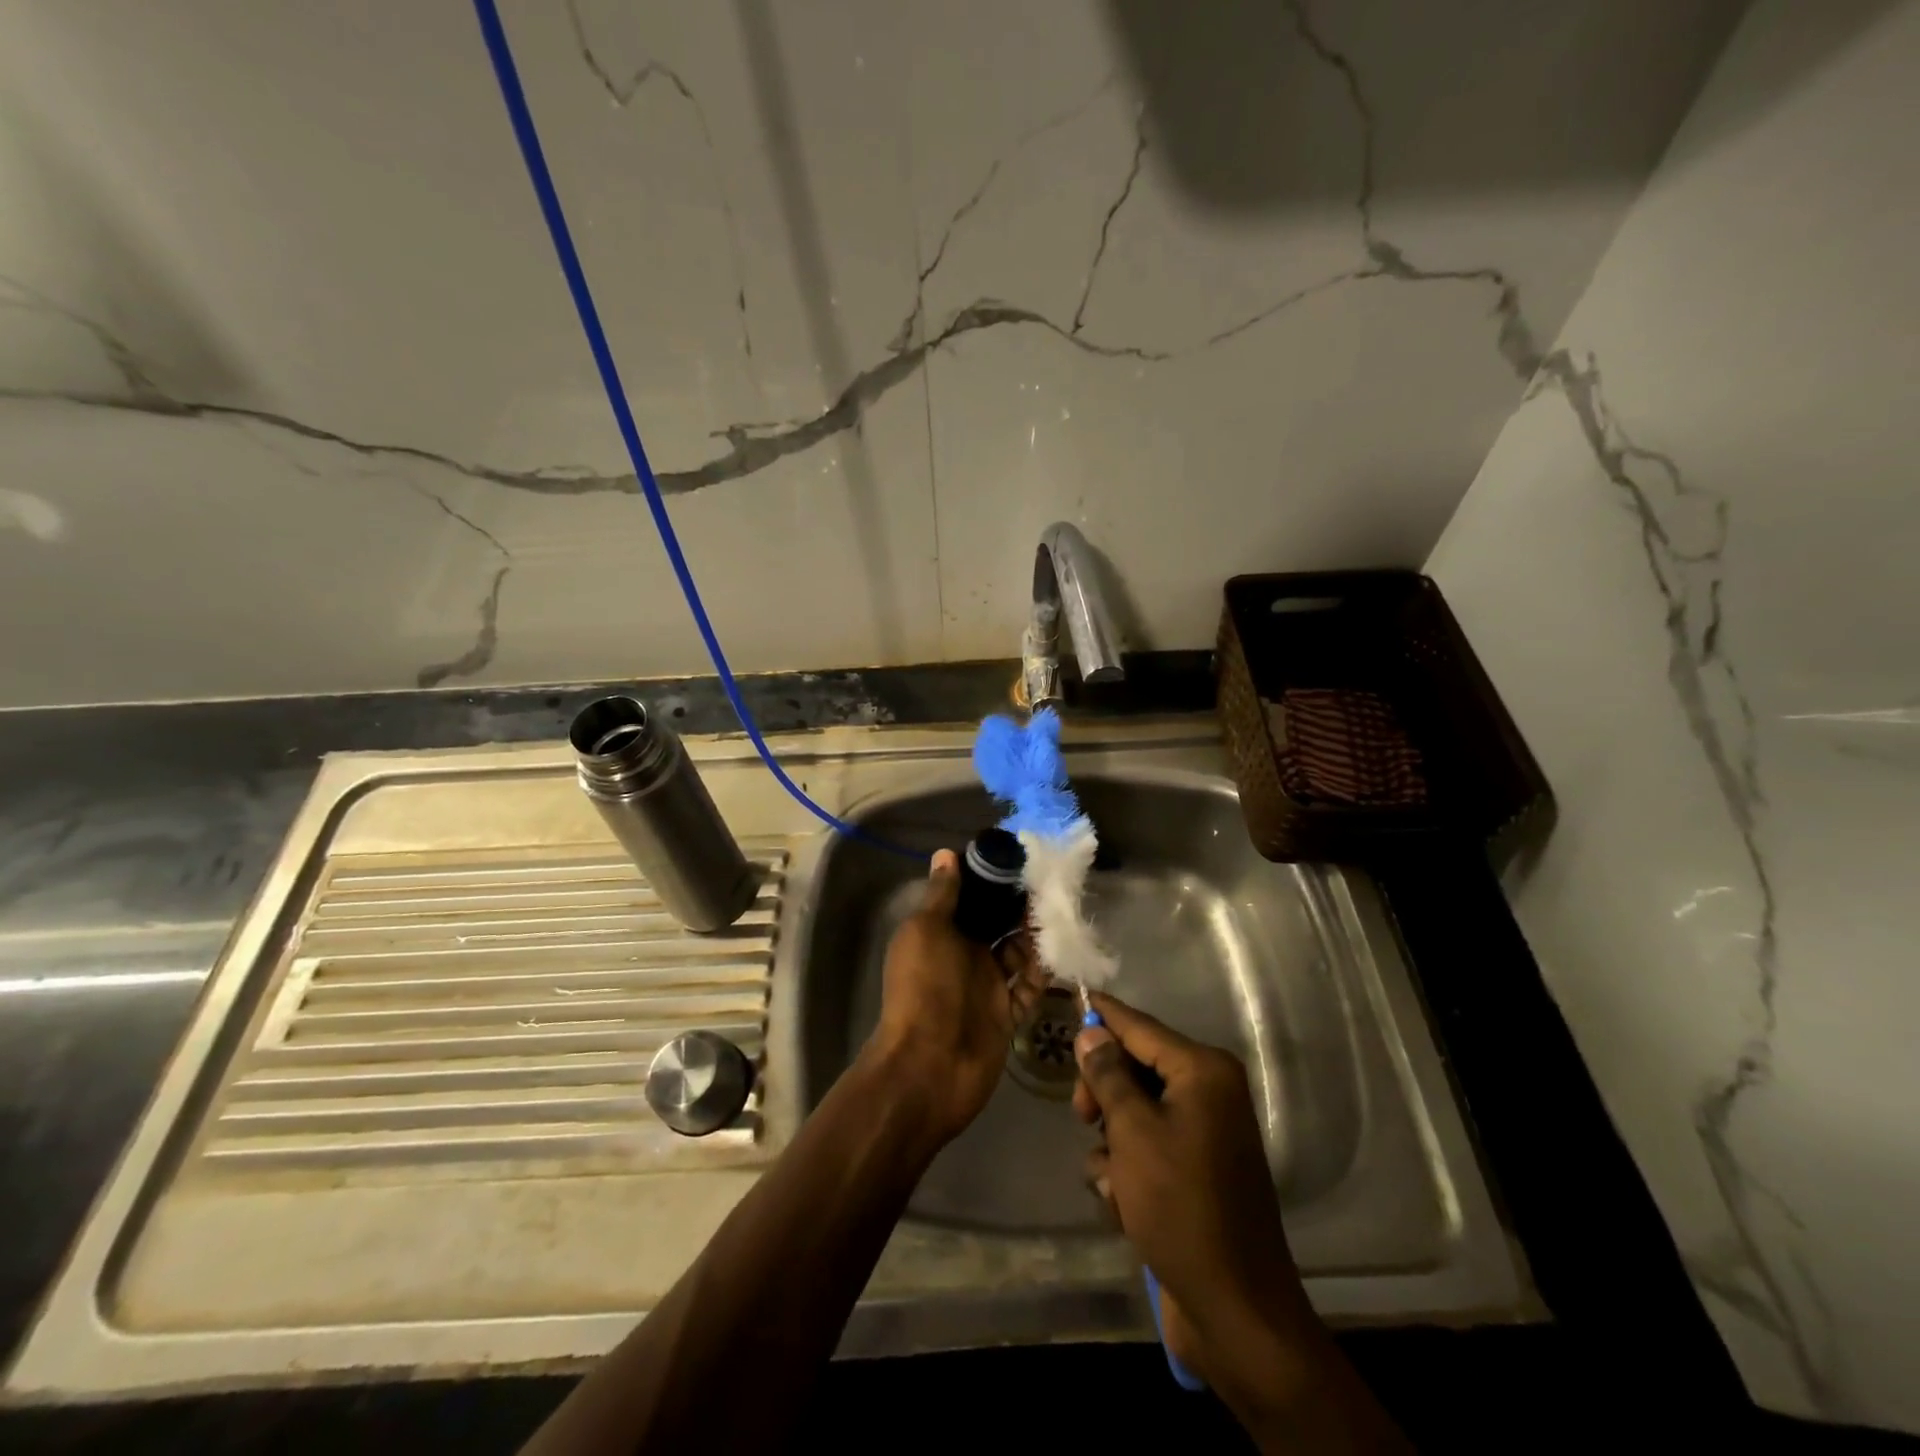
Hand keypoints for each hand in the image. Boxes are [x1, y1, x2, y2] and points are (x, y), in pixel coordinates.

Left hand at [865, 849, 1047, 1145]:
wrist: (928, 1067)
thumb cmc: (924, 988)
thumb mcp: (926, 931)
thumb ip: (941, 895)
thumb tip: (945, 853)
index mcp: (940, 932)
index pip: (970, 897)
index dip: (992, 879)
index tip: (1022, 859)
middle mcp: (963, 955)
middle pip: (997, 923)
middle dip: (1021, 906)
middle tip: (1055, 885)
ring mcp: (986, 986)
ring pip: (1018, 953)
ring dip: (1036, 936)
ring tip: (1064, 915)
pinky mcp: (1006, 1014)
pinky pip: (1029, 987)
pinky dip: (1044, 973)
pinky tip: (1063, 953)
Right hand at [1072, 992, 1320, 1392]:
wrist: (1235, 1309)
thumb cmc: (1180, 1206)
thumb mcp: (1133, 1132)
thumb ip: (1108, 1075)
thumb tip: (1092, 1031)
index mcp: (1203, 1071)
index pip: (1140, 1026)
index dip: (1103, 1014)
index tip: (1071, 996)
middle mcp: (1210, 1090)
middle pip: (1137, 1066)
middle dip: (1104, 1092)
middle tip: (1081, 1116)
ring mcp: (1206, 1131)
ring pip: (1137, 1109)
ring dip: (1114, 1139)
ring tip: (1110, 1178)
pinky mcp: (1198, 1168)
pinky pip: (1150, 1144)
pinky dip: (1130, 1168)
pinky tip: (1122, 1202)